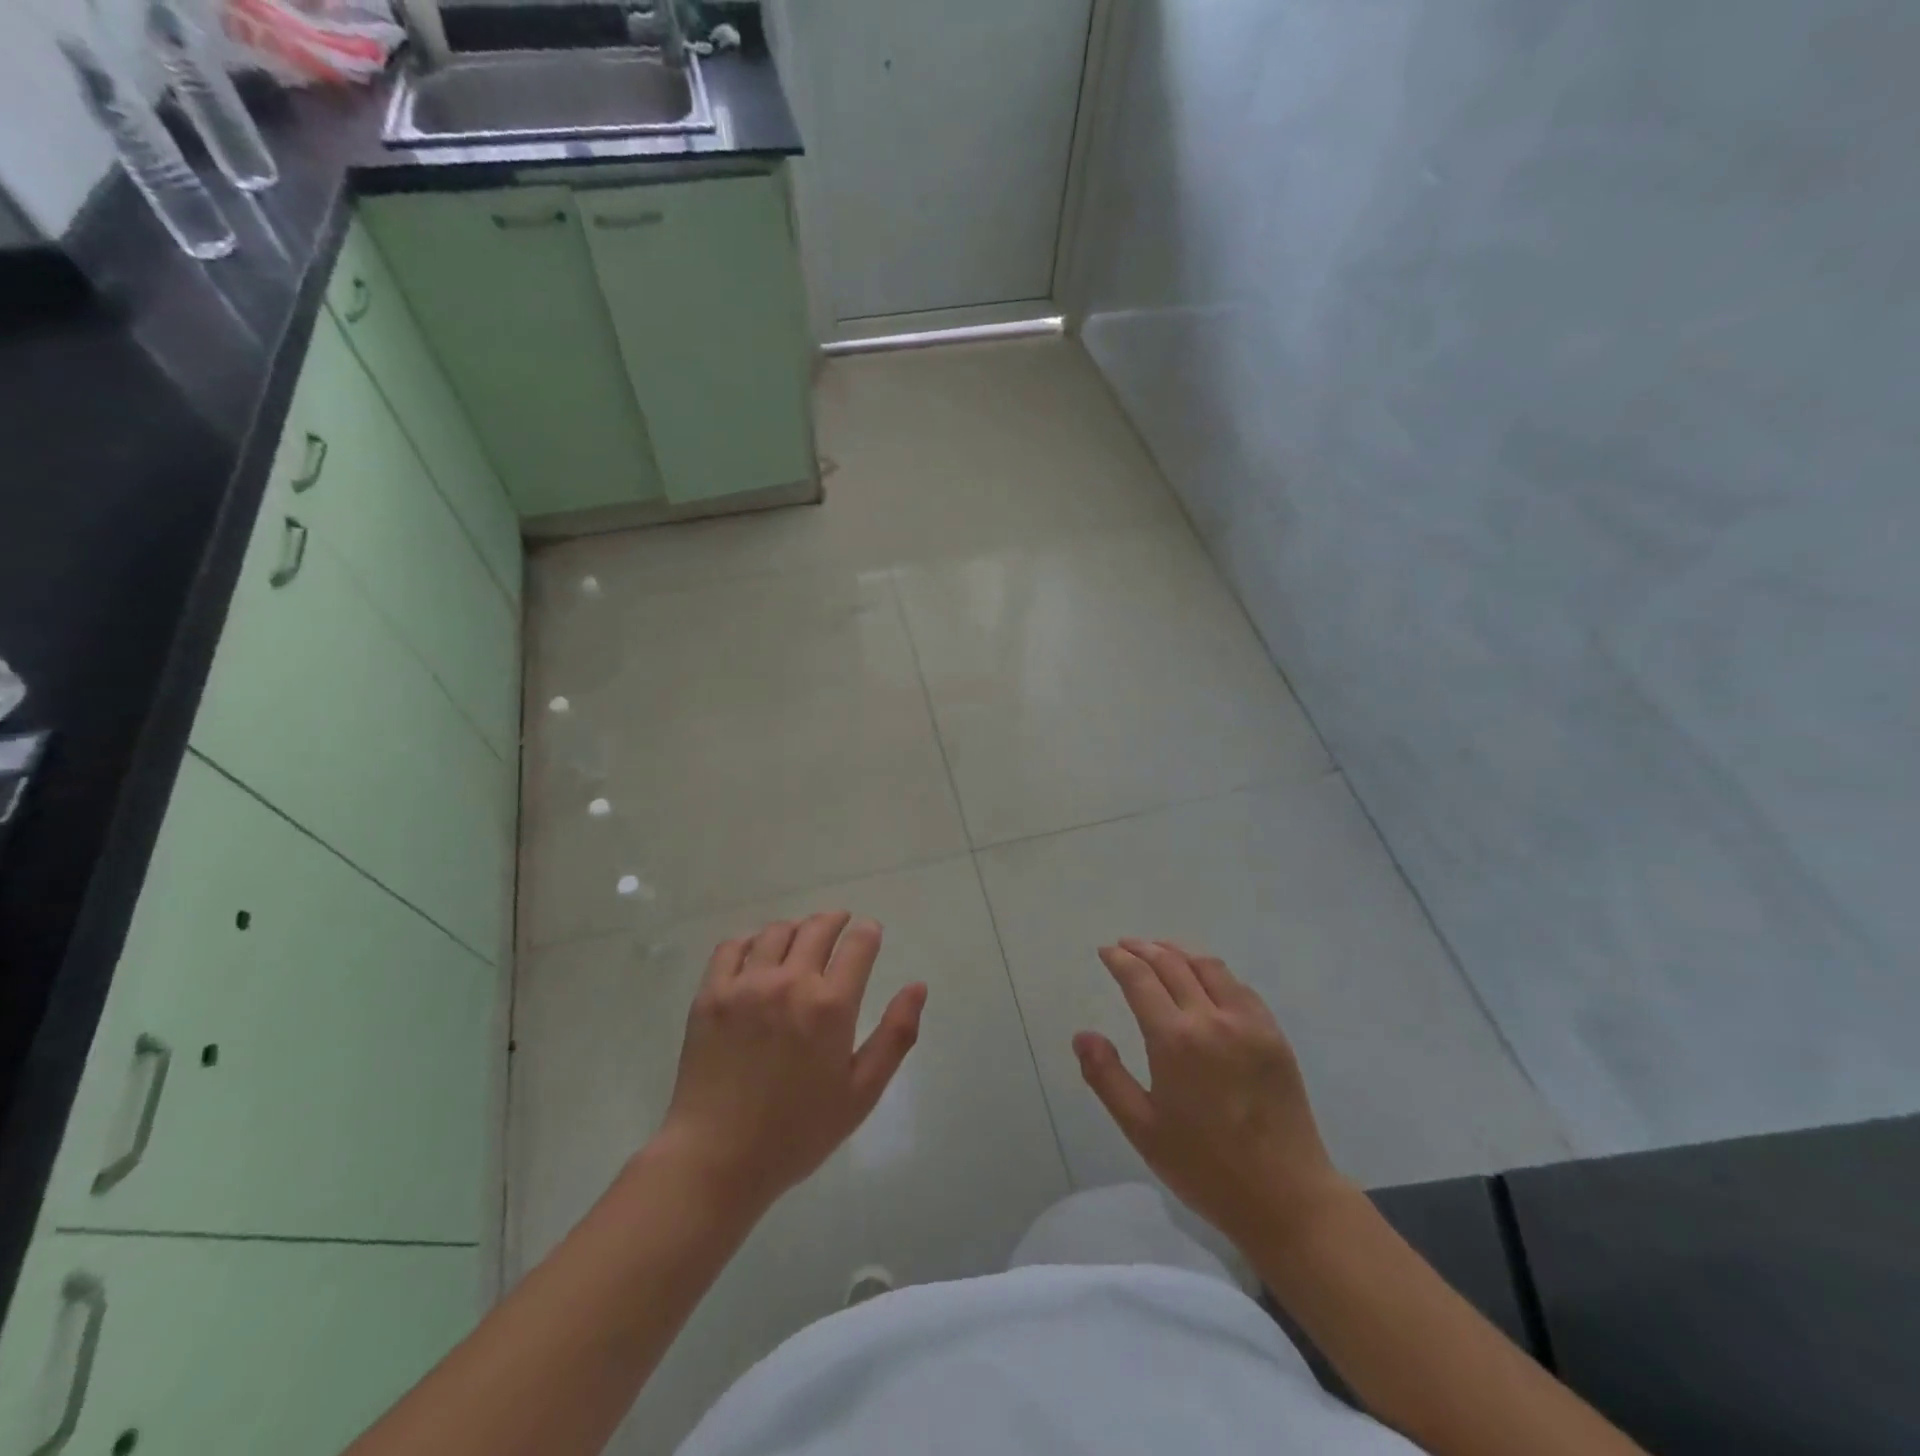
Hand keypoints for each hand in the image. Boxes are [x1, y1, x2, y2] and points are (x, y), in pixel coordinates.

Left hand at [655, 912, 926, 1213]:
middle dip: (835, 920)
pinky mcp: (710, 995)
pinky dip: (751, 939)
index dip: (868, 932)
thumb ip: (895, 1035)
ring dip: (796, 928)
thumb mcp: (862, 1092)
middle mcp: (790, 983)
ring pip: (776, 931)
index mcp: (831, 1006)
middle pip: (817, 928)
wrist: (717, 1159)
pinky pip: (732, 947)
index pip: (858, 944)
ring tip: (801, 938)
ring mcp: (746, 985)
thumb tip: (918, 986)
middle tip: (840, 924)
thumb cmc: (798, 1132)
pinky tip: (758, 951)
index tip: (870, 932)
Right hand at [1074, 939, 1351, 1254]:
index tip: (1105, 951)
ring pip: (1208, 967)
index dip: (1119, 960)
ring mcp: (1248, 1023)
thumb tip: (1082, 1035)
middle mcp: (1211, 1019)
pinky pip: (1238, 987)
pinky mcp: (1273, 1034)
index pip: (1140, 979)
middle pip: (1172, 964)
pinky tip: (1205, 981)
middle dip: (1144, 949)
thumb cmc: (1205, 1168)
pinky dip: (1212, 972)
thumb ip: (1106, 1077)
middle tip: (1125, 946)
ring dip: (1178, 953)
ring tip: (1160, 952)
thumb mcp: (1142, 1129)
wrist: (1286, 1197)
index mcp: (1175, 1040)